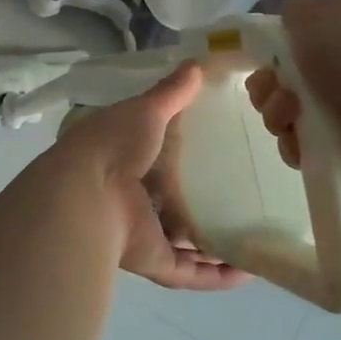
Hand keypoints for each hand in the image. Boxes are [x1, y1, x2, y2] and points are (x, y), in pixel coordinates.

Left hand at [55, 64, 248, 291]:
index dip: (184, 158)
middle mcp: (135, 199)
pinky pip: (191, 273)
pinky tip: (250, 271)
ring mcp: (144, 233)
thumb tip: (196, 64)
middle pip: (172, 205)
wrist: (86, 192)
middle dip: (201, 205)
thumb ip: (171, 93)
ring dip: (214, 245)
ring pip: (183, 244)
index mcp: (128, 161)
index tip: (219, 152)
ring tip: (254, 236)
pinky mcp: (155, 262)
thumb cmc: (113, 145)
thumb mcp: (145, 110)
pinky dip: (218, 276)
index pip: (159, 160)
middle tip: (245, 197)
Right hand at [246, 0, 340, 179]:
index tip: (265, 57)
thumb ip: (294, 8)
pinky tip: (300, 143)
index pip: (299, 33)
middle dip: (267, 84)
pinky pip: (302, 143)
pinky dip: (294, 144)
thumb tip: (291, 18)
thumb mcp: (316, 12)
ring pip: (288, 109)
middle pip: (284, 75)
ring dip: (276, 113)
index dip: (275, 45)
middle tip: (273, 91)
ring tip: (290, 117)